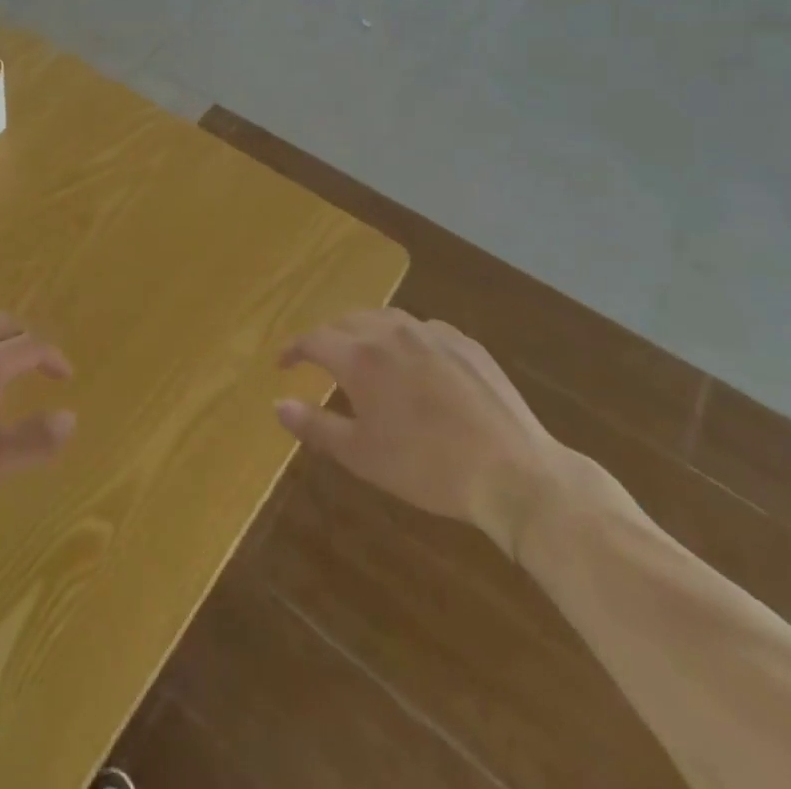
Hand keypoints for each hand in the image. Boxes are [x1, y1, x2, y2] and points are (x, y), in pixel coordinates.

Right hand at [275, 310, 571, 555]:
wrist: (513, 472)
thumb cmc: (427, 468)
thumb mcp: (361, 455)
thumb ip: (315, 425)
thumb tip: (277, 404)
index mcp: (360, 357)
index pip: (313, 339)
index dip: (293, 349)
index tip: (283, 362)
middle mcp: (391, 332)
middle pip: (346, 321)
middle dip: (326, 337)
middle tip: (319, 359)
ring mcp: (432, 333)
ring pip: (385, 318)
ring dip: (363, 330)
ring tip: (361, 351)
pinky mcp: (465, 343)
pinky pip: (422, 329)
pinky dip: (403, 338)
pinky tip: (413, 361)